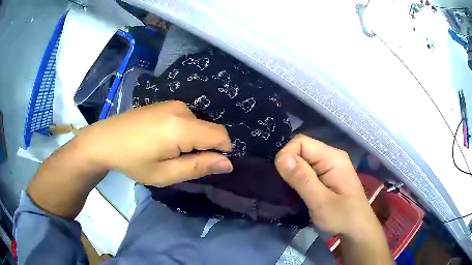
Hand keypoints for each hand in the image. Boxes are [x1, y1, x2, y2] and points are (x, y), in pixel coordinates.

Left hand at [79, 100, 232, 186]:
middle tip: (181, 164)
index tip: (206, 167)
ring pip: (199, 125)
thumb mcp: (165, 173)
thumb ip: (198, 167)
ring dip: (194, 141)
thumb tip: (227, 163)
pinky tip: (163, 140)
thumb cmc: (132, 161)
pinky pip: (187, 119)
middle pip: (210, 130)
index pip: (221, 135)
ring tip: (169, 153)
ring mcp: (172, 104)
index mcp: (182, 127)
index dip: (222, 152)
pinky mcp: (165, 104)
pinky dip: (185, 132)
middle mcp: (181, 109)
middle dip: (205, 148)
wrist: (105, 140)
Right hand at [274, 135, 378, 237]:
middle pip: (302, 149)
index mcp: (332, 157)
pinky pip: (307, 169)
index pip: (301, 142)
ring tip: (288, 190)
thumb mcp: (321, 201)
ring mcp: (330, 165)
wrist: (357, 228)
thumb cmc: (342, 216)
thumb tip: (281, 158)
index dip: (287, 155)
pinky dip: (298, 178)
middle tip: (284, 187)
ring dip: (292, 173)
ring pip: (303, 160)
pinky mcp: (327, 175)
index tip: (281, 177)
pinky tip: (296, 190)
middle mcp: (331, 156)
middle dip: (289, 165)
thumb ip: (303, 179)